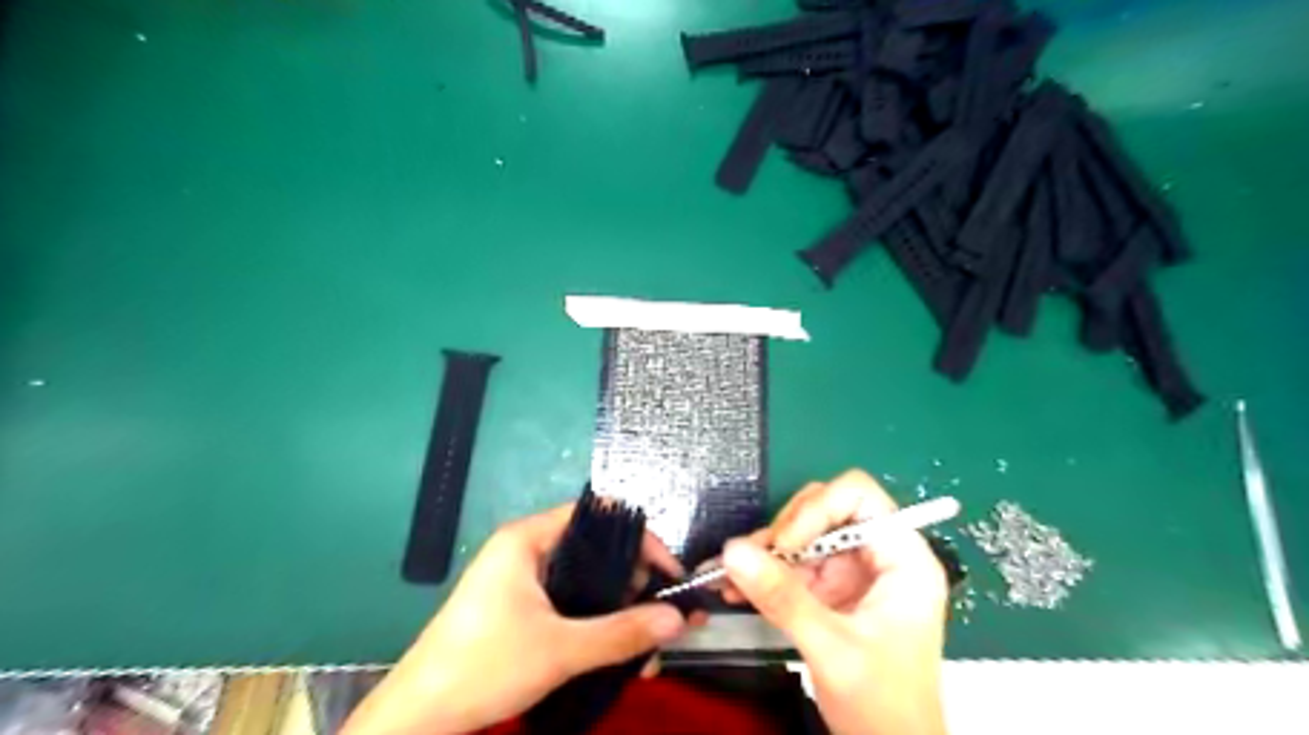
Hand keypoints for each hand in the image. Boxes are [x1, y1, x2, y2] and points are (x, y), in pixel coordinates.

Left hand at [345, 503, 694, 734]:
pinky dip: (597, 622)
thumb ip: (622, 632)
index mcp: (528, 539)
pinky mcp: (519, 608)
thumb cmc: (484, 667)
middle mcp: (526, 550)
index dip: (640, 539)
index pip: (598, 517)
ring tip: (648, 645)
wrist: (417, 719)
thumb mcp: (560, 649)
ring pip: (586, 581)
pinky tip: (620, 653)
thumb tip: (678, 619)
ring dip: (619, 610)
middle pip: (596, 549)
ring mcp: (521, 580)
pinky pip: (571, 603)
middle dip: (635, 583)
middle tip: (664, 614)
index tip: (669, 573)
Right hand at [722, 471, 947, 733]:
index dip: (817, 509)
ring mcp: (853, 571)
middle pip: (825, 509)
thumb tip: (732, 552)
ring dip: (765, 553)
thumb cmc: (884, 706)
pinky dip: (763, 574)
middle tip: (753, 560)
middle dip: (785, 531)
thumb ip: (783, 598)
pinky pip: (792, 564)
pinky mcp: (831, 590)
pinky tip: (735, 588)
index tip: (784, 543)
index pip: (858, 496)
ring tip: (730, 577)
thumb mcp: (833, 648)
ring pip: (802, 535)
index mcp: (903, 557)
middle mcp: (878, 554)